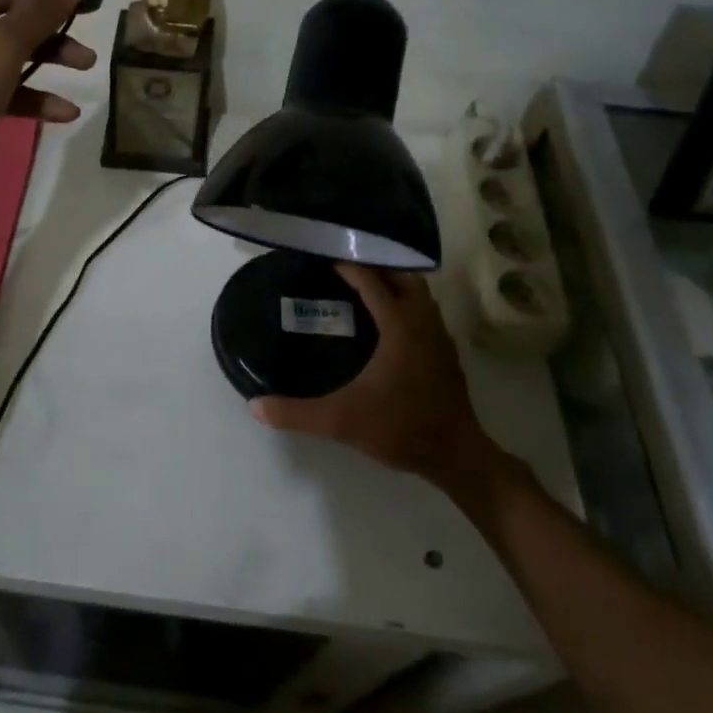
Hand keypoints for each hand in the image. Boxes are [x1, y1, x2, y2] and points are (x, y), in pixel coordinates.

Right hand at [249, 265, 502, 495]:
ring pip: (418, 292)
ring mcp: (439, 336)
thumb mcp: (342, 421)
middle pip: (401, 276)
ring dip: (393, 283)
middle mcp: (423, 322)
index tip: (322, 255)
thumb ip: (297, 413)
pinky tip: (385, 321)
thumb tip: (255, 406)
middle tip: (342, 265)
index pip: (371, 280)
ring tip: (362, 286)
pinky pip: (424, 311)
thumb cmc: (401, 428)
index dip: (347, 265)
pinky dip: (405, 303)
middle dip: (375, 265)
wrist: (457, 457)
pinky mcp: (446, 352)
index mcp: (400, 326)